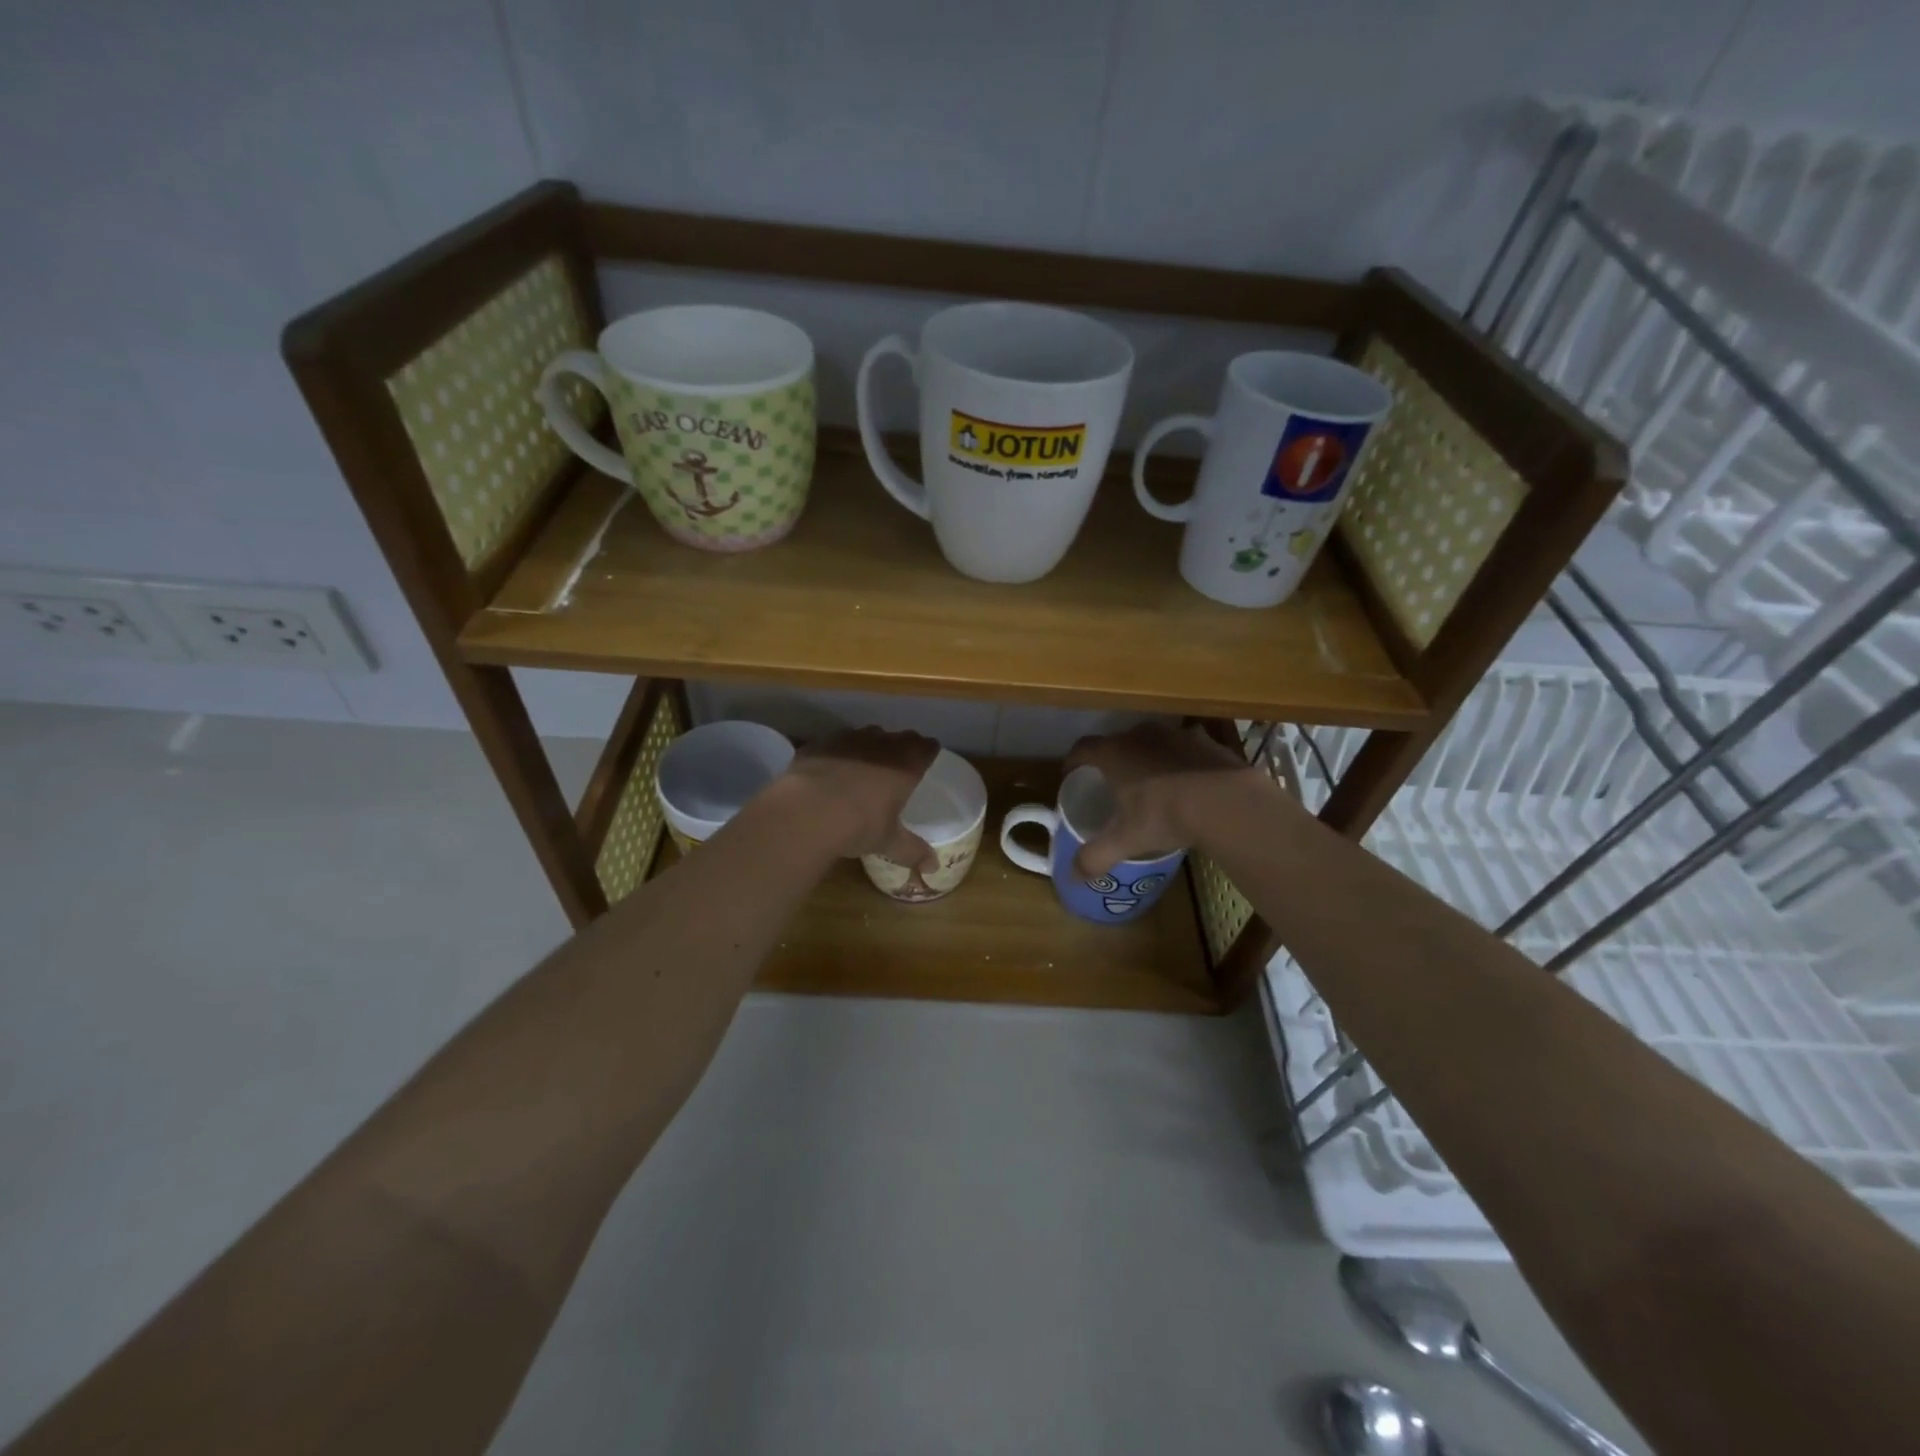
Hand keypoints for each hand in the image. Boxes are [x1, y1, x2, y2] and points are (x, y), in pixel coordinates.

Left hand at [780, 726, 940, 868]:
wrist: (807, 812)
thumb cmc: (859, 825)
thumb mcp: (888, 842)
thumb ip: (913, 851)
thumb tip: (933, 869)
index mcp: (905, 765)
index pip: (926, 747)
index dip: (928, 751)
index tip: (927, 758)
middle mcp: (880, 744)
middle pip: (899, 736)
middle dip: (901, 746)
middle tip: (898, 764)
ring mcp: (848, 739)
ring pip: (867, 734)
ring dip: (869, 745)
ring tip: (864, 765)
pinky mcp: (819, 743)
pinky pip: (835, 743)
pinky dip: (837, 753)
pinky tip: (830, 770)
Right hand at [1063, 722, 1261, 878]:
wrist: (1227, 801)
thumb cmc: (1165, 814)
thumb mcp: (1127, 840)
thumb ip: (1096, 856)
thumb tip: (1071, 878)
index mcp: (1114, 753)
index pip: (1083, 748)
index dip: (1073, 761)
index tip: (1071, 775)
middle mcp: (1141, 735)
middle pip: (1117, 742)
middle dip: (1111, 760)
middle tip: (1111, 783)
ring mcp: (1175, 734)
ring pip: (1151, 743)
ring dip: (1145, 758)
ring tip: (1149, 782)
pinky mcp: (1205, 741)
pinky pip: (1181, 749)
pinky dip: (1177, 762)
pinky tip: (1185, 783)